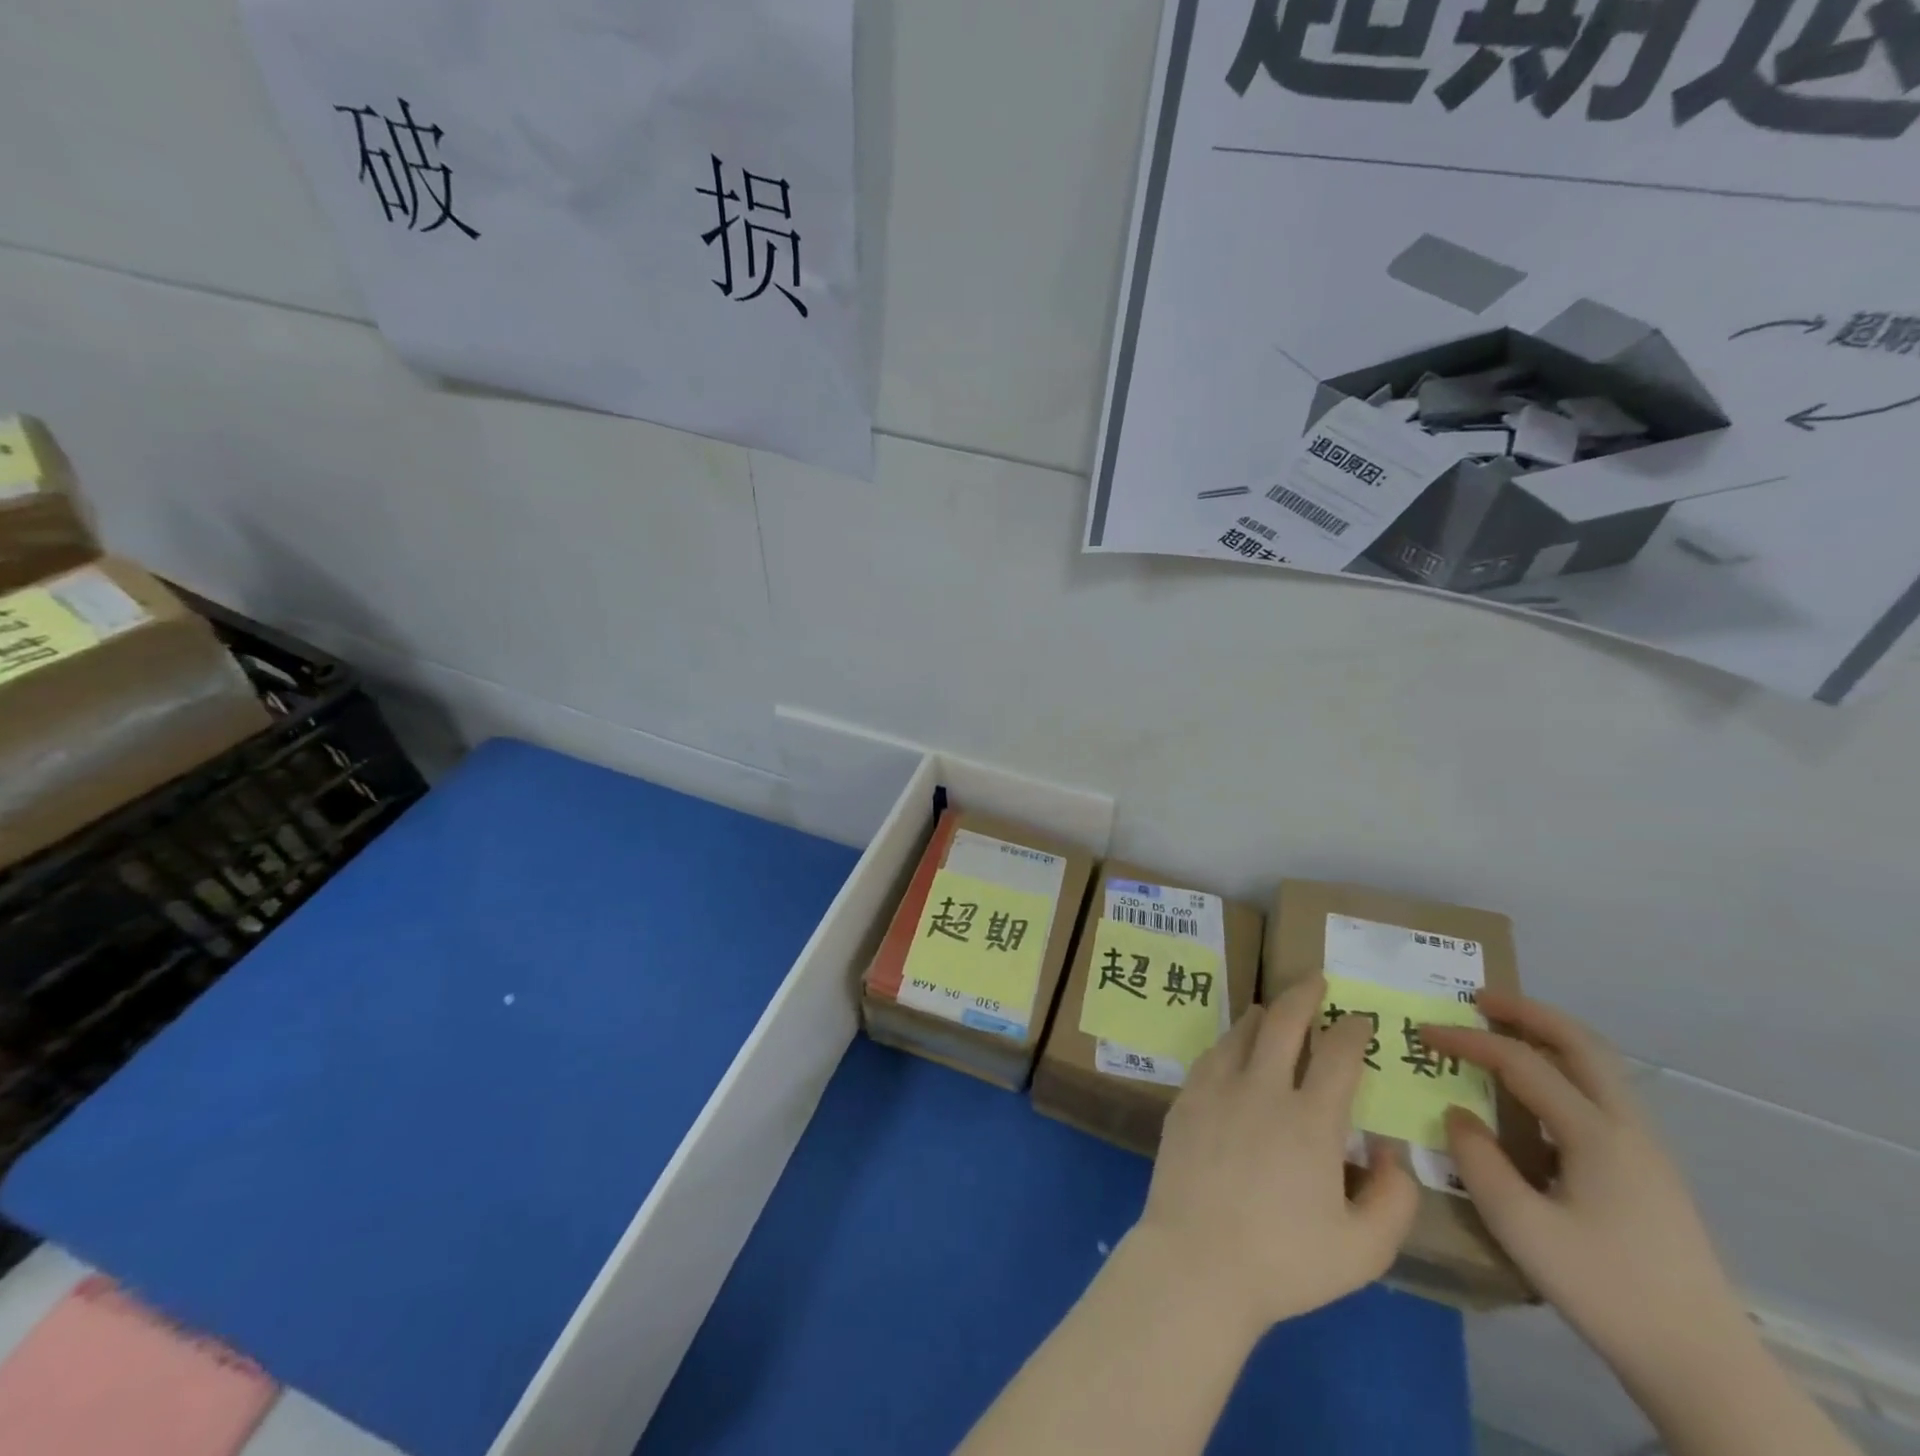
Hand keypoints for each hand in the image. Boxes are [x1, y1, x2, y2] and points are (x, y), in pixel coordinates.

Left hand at [1129, 975, 1418, 1333]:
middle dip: (1304, 995)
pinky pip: (1212, 1053)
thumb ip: (1394, 1198)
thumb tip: (1389, 1150)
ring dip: (1264, 1013)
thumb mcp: (1364, 1249)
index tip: (1361, 1018)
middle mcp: (1262, 1089)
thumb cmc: (1284, 1260)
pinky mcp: (1186, 1098)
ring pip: (1242, 1031)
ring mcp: (1217, 1088)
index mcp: (1310, 1120)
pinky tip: (1234, 1045)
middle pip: (1283, 1022)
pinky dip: (1230, 1040)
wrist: (1197, 1260)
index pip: (1337, 1056)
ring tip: (1274, 1008)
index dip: (1352, 1030)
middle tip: (1316, 979)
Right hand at [1420, 993, 1753, 1397]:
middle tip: (1478, 999)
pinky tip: (1538, 1095)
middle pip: (1581, 1044)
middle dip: (1528, 1012)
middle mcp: (1628, 1128)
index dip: (1468, 1040)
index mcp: (1596, 1134)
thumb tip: (1458, 1115)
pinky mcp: (1651, 1171)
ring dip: (1551, 1036)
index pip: (1521, 1063)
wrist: (1703, 1365)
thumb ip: (1478, 1160)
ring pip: (1600, 1066)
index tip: (1423, 1032)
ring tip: (1505, 1032)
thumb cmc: (1604, 1289)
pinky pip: (1604, 1094)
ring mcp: (1647, 1149)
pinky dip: (1566, 1068)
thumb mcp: (1521, 1227)